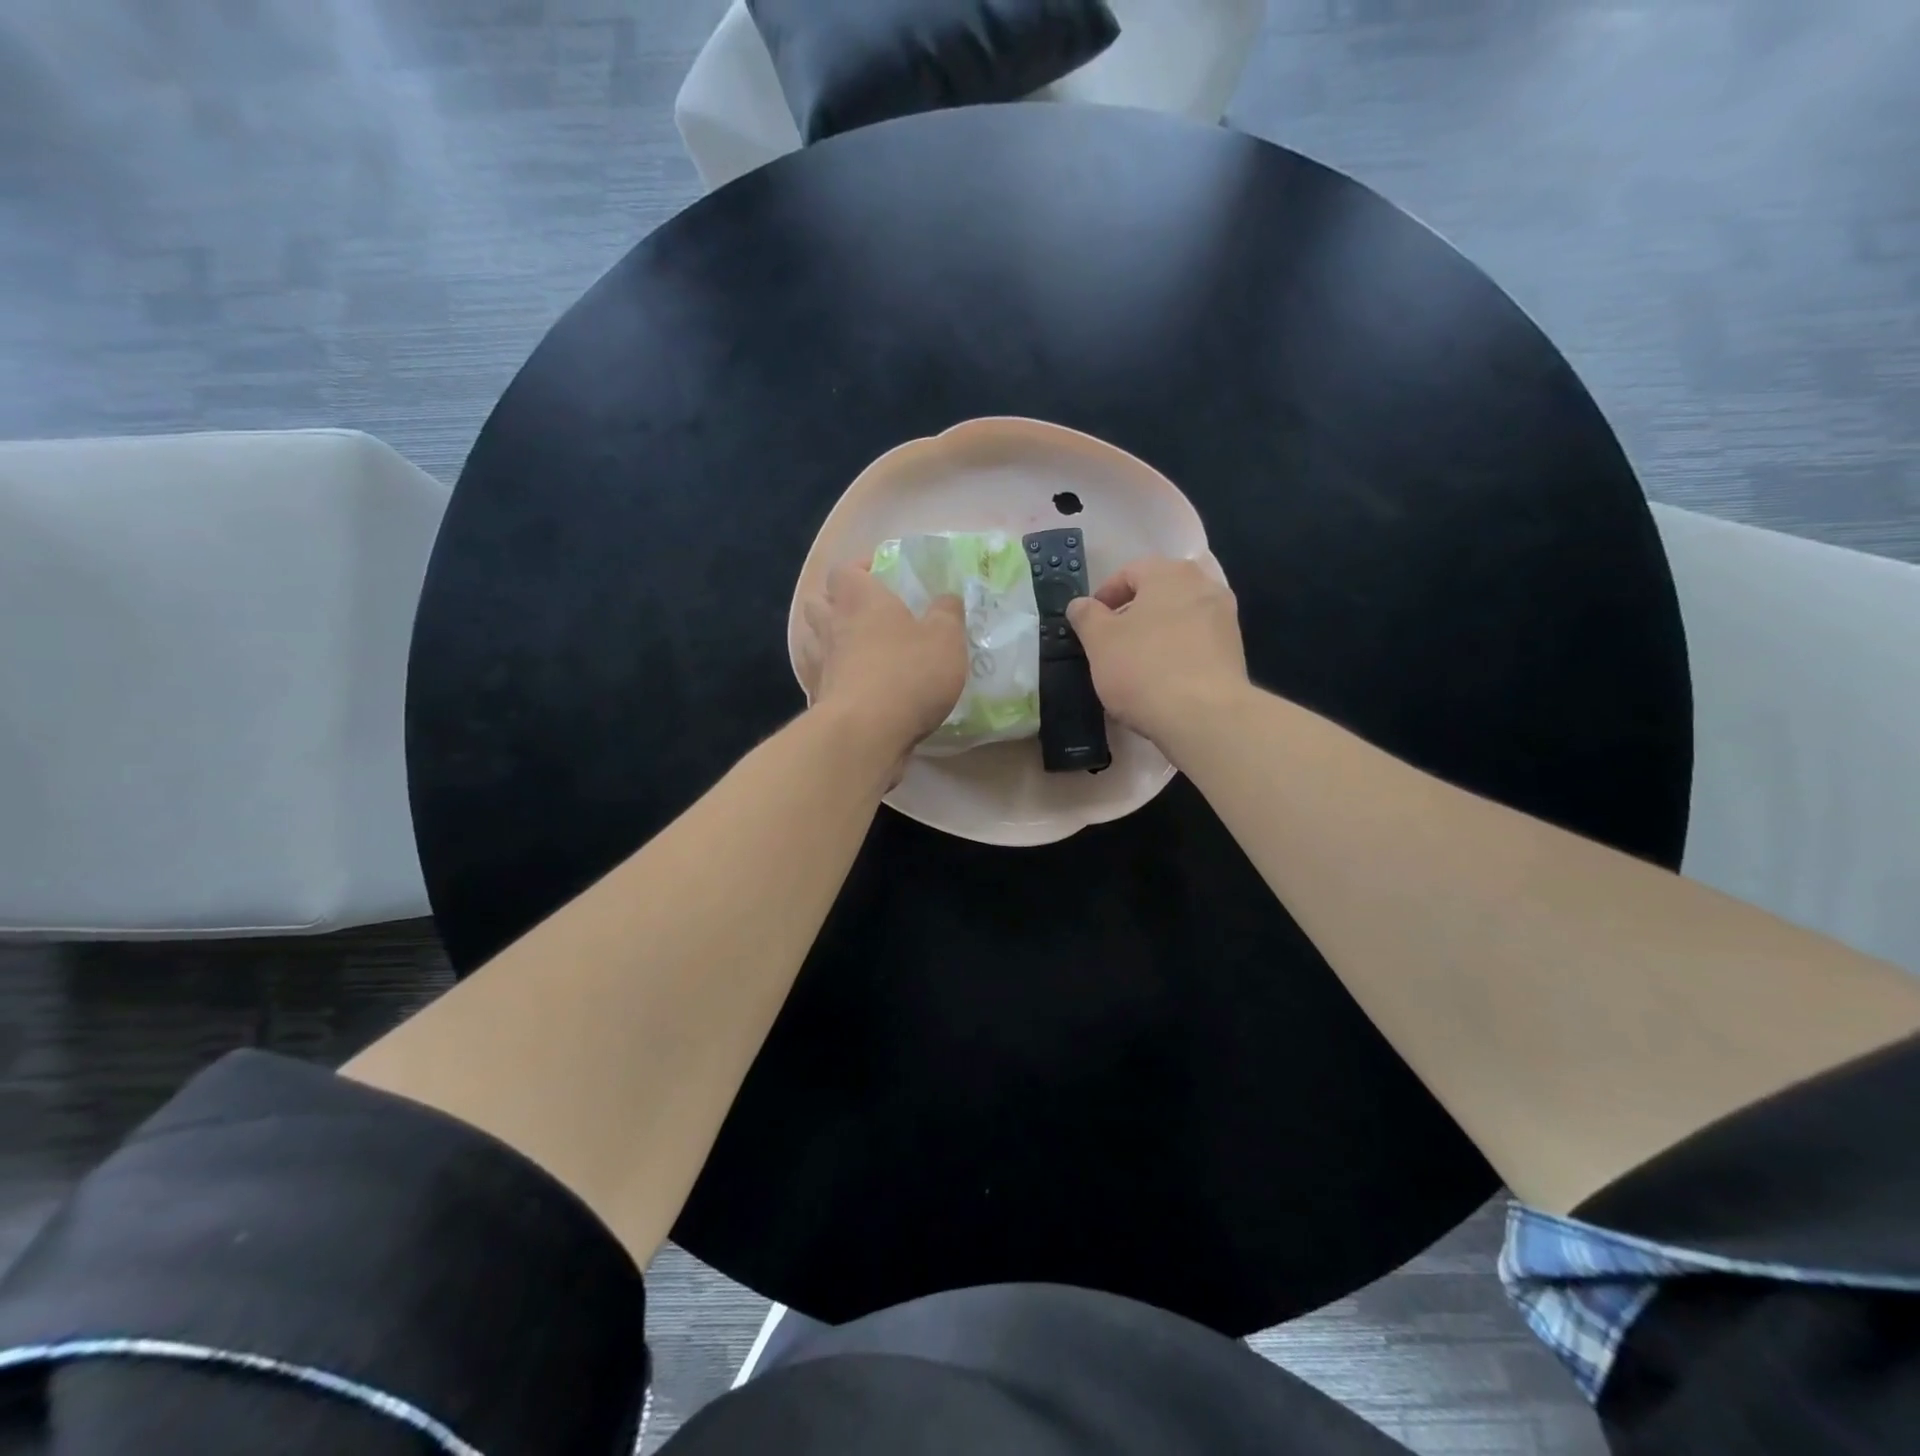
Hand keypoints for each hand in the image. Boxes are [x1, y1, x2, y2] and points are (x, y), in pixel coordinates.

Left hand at [800, 564, 967, 763]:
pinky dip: (831, 678)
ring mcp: (818, 663)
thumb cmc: (908, 674)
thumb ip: (947, 613)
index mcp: (860, 599)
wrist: (865, 733)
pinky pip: (818, 678)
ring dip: (828, 640)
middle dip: (836, 603)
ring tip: (856, 652)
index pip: (845, 570)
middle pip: (818, 602)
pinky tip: (852, 688)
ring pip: (813, 640)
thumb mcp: (946, 639)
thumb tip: (946, 598)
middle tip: (864, 615)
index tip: (880, 577)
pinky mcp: (815, 698)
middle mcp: (831, 625)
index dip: (860, 570)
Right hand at [1066, 557, 1248, 750]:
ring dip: (1156, 634)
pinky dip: (1177, 653)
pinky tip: (1163, 680)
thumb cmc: (1143, 668)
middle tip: (1112, 643)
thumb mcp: (1099, 641)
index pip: (1129, 572)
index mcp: (1169, 573)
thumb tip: (1080, 604)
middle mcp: (1203, 585)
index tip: (1090, 624)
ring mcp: (1225, 617)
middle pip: (1159, 593)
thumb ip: (1086, 616)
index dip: (1104, 596)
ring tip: (1136, 665)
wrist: (1204, 716)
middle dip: (1133, 614)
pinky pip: (1197, 642)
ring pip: (1179, 617)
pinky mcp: (1235, 650)